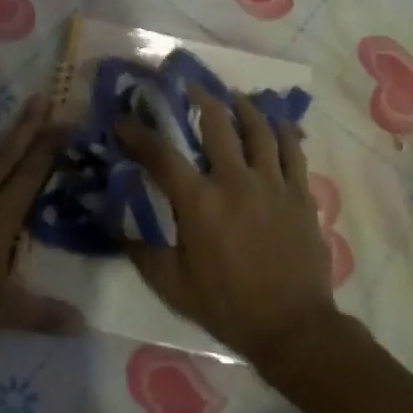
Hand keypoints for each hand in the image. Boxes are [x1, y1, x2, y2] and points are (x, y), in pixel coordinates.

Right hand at [117, 90, 339, 367]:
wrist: (293, 327)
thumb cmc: (227, 306)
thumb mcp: (172, 285)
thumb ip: (140, 250)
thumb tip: (112, 222)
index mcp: (200, 203)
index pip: (161, 155)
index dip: (138, 133)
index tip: (124, 119)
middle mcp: (235, 181)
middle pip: (216, 123)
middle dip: (198, 98)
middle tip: (187, 85)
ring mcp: (272, 183)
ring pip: (258, 128)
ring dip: (242, 106)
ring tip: (231, 96)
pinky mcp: (299, 192)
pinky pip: (292, 148)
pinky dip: (282, 129)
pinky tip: (274, 120)